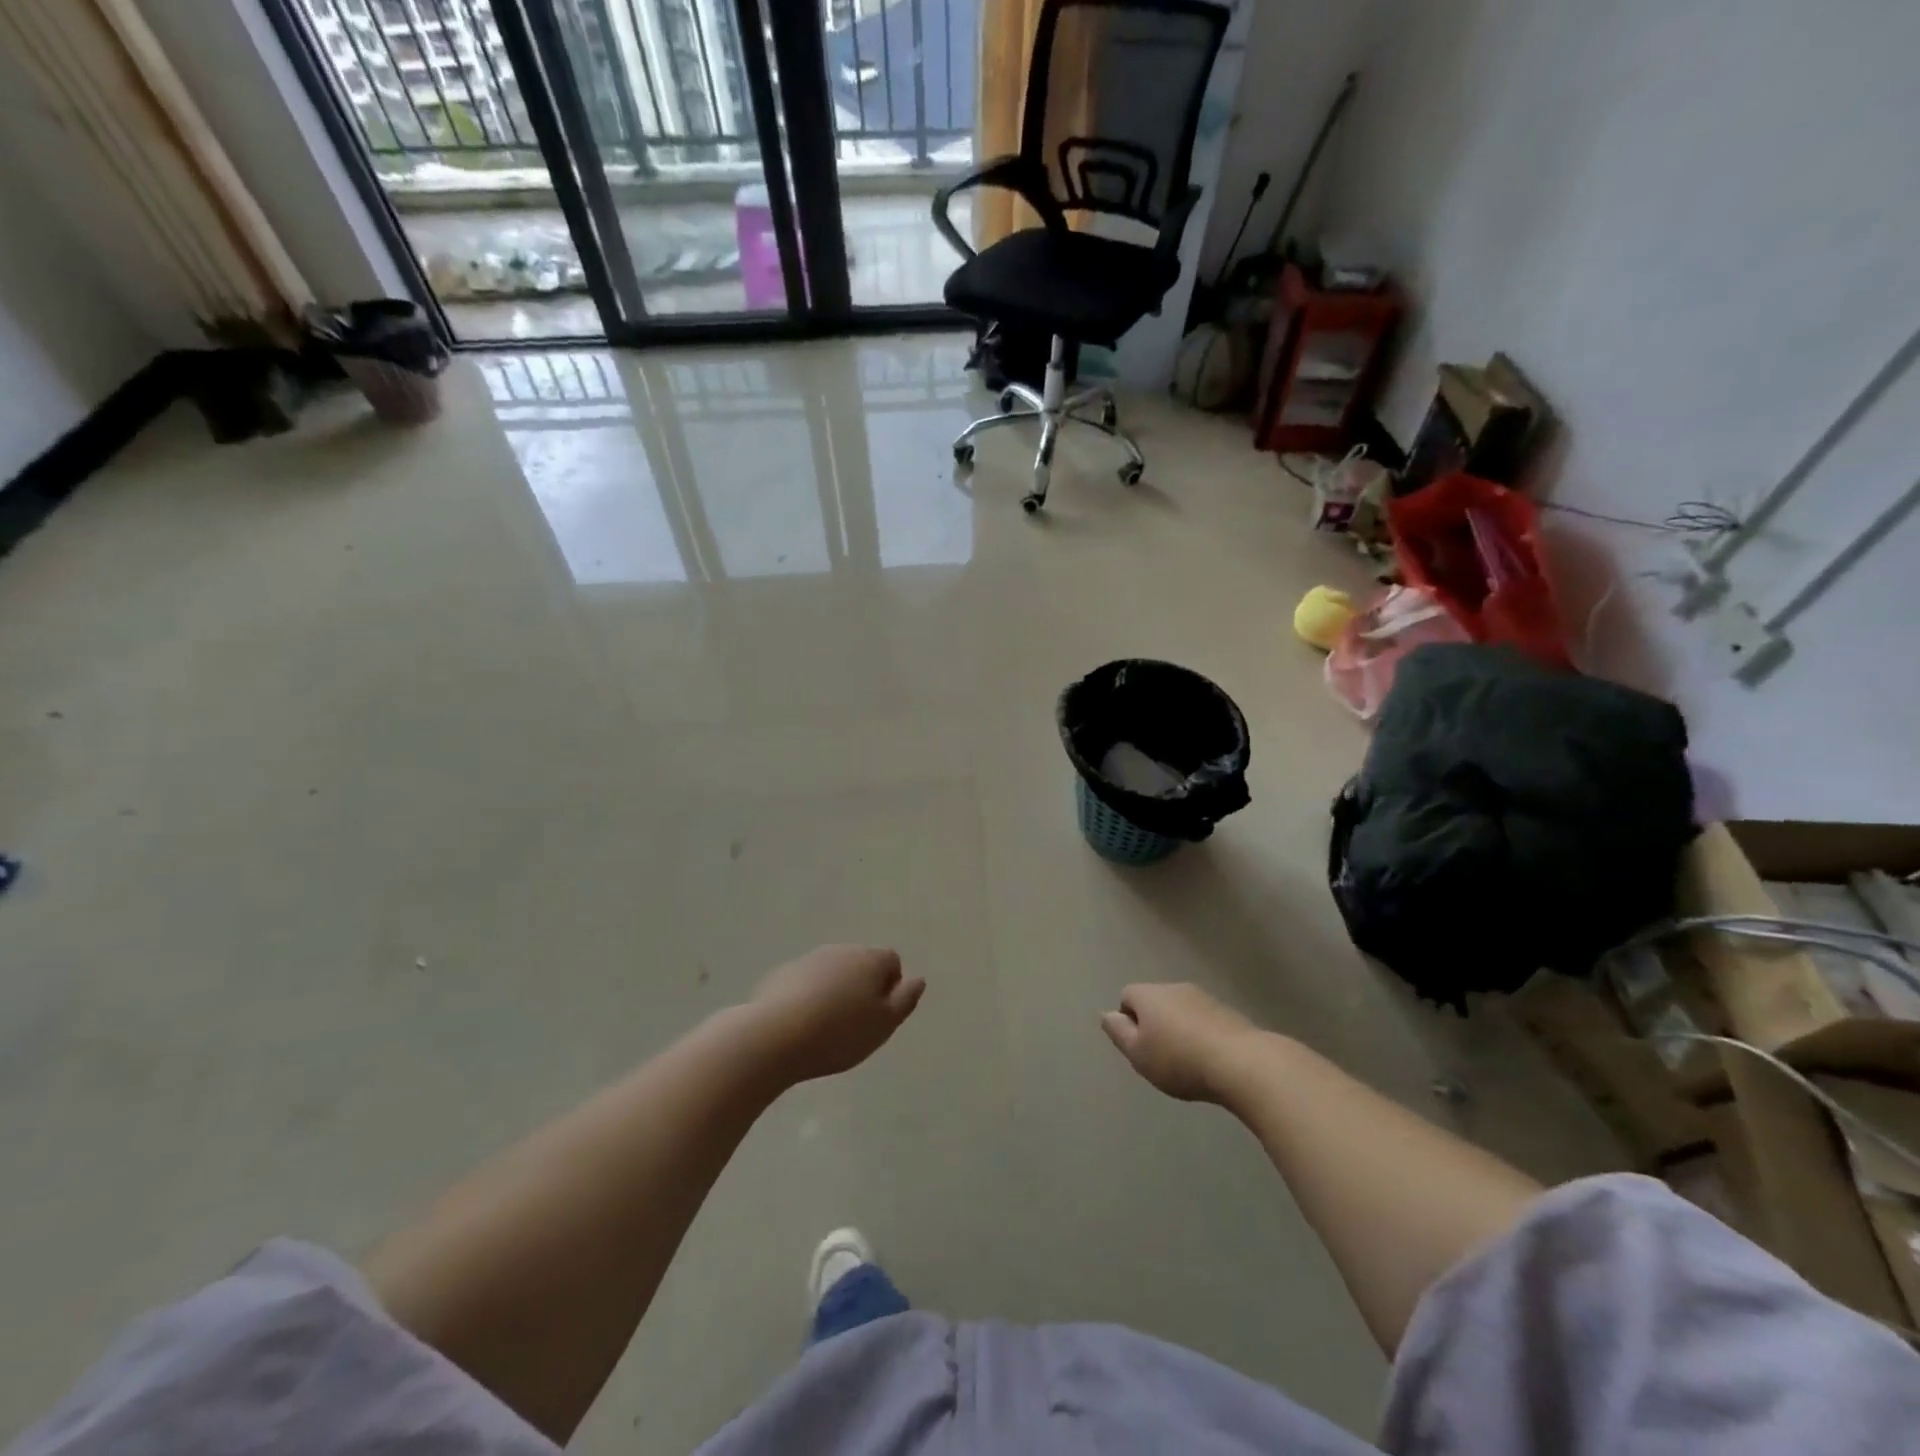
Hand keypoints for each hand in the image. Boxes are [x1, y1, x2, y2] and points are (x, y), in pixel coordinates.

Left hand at [748, 945, 924, 1084]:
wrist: (775, 1036)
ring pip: (832, 974)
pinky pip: (805, 984)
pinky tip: (800, 1027)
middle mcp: (841, 950)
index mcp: (870, 959)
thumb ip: (905, 1000)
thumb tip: (918, 979)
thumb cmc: (839, 1032)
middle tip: (855, 1026)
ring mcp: (808, 960)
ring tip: (826, 1029)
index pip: (892, 962)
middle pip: (860, 965)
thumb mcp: (884, 1024)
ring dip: (834, 993)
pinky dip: (808, 999)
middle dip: (861, 989)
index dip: (890, 988)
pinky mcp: (781, 974)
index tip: (879, 1017)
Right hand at [1101, 983, 1256, 1102]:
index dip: (1128, 1021)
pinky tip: (1210, 1060)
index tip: (1138, 1047)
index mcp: (1148, 994)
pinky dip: (1202, 1035)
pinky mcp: (1228, 1011)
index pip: (1127, 996)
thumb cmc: (1179, 1060)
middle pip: (1155, 1001)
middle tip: (1160, 1057)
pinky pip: (1204, 1020)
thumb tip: (1108, 1014)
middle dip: (1154, 1024)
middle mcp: (1174, 987)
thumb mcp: (1138, 1053)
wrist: (1242, 1063)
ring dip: (1180, 1029)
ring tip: (1188, 1062)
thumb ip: (1118, 1032)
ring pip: (1181, 1010)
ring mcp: (1204, 997)